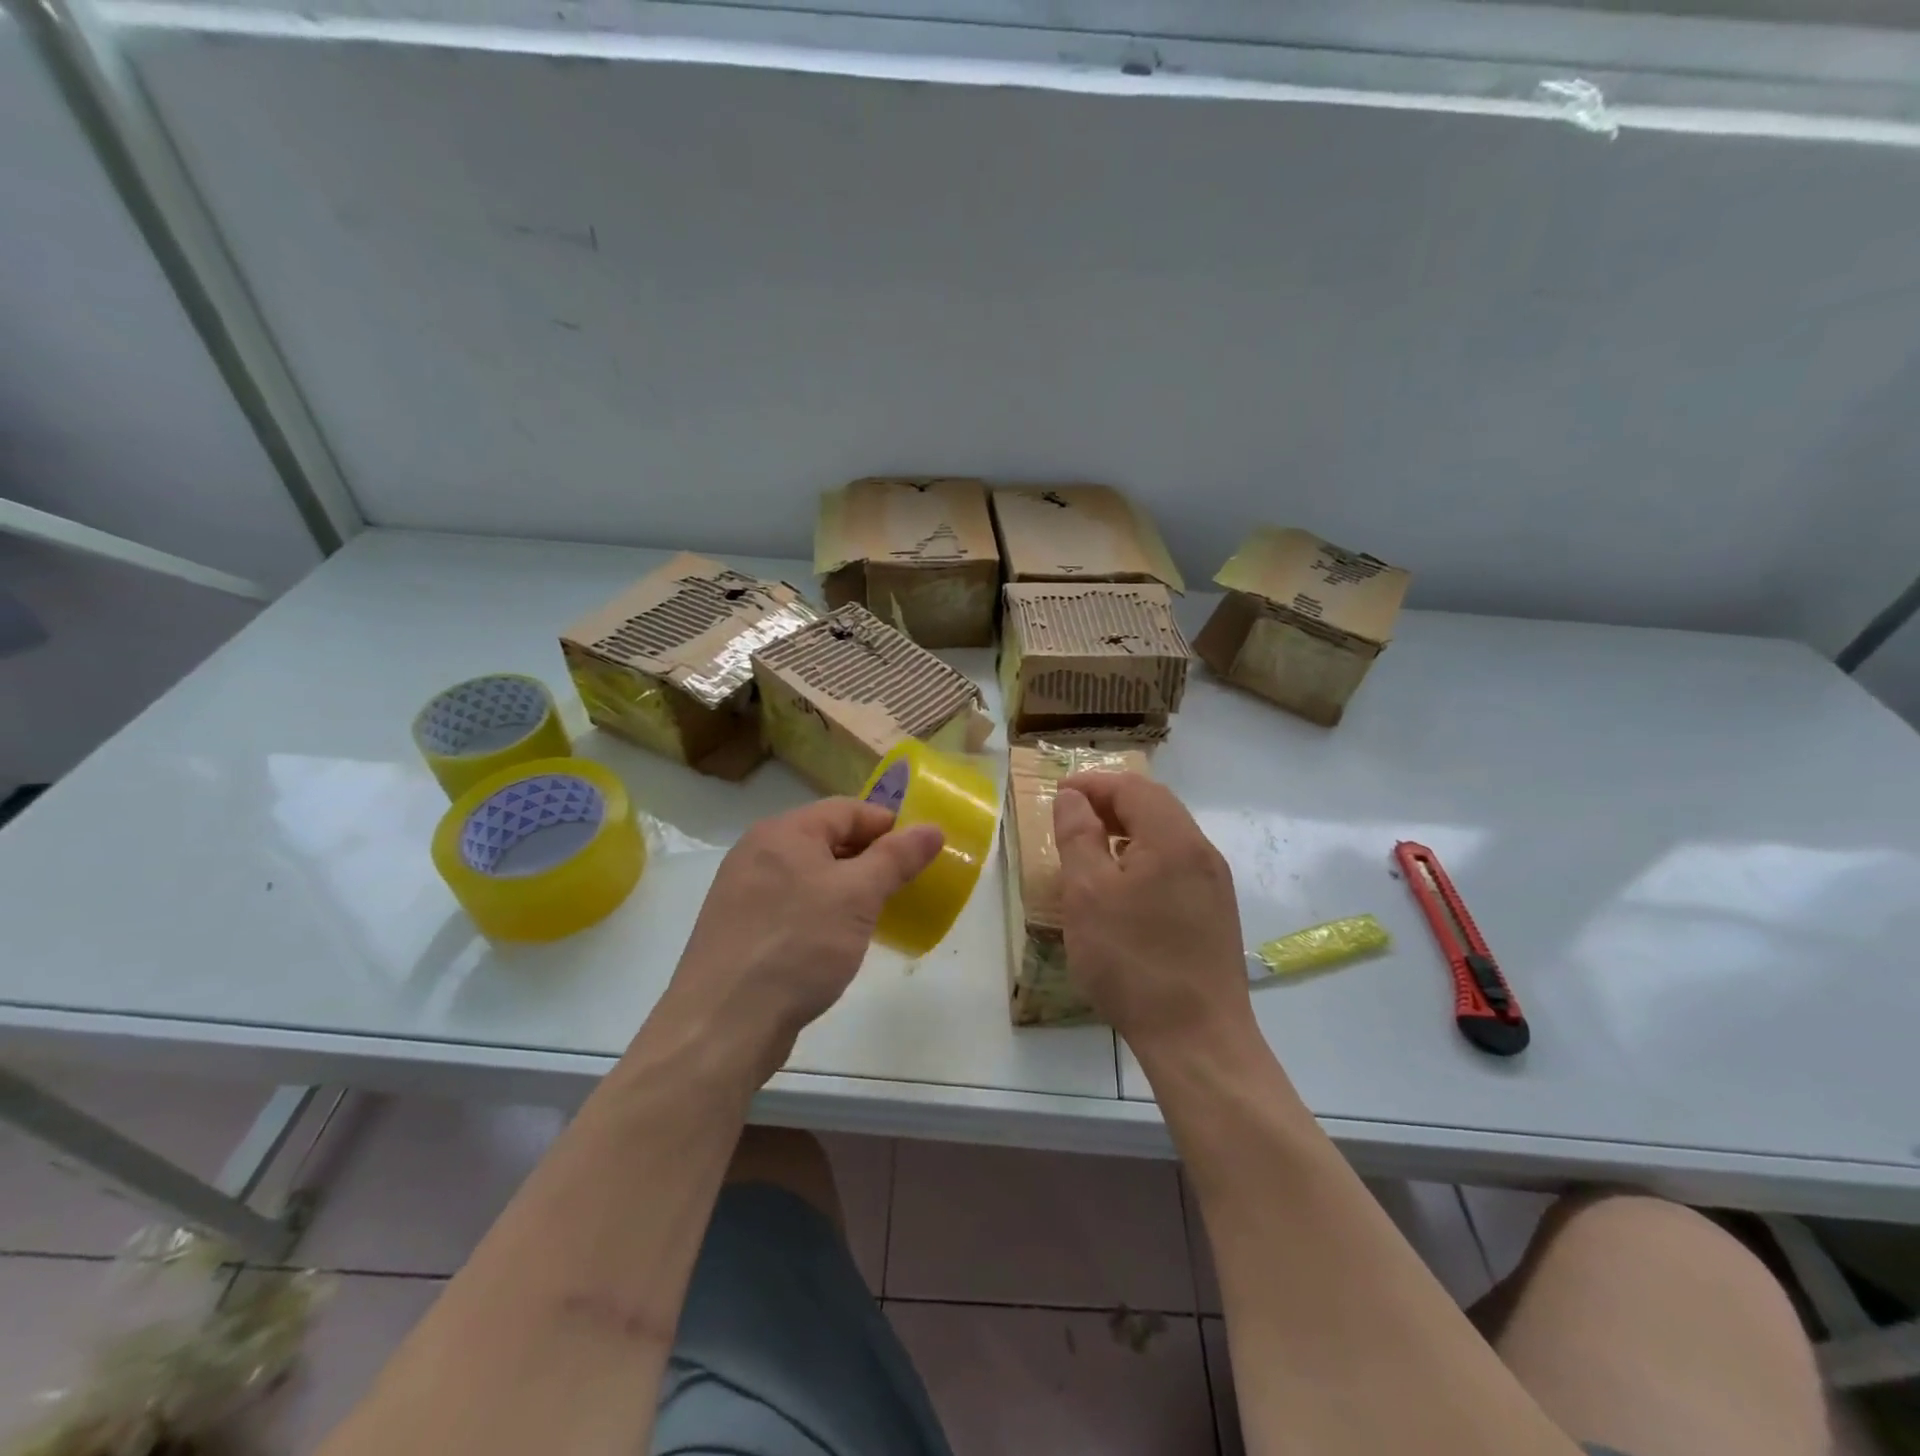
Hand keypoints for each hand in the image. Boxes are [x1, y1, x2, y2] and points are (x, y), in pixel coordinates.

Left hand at [645, 799, 942, 1085]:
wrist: (723, 1024)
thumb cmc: (797, 945)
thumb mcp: (858, 896)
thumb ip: (896, 858)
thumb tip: (932, 829)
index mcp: (783, 832)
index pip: (848, 810)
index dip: (889, 826)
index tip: (920, 854)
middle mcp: (758, 852)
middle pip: (827, 839)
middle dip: (869, 858)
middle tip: (904, 886)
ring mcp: (744, 892)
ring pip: (810, 875)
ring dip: (847, 888)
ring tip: (877, 914)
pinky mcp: (741, 930)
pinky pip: (792, 905)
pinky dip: (822, 913)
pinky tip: (837, 941)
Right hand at [1053, 773, 1254, 1057]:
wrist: (1198, 1039)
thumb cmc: (1132, 961)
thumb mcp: (1088, 895)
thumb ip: (1078, 837)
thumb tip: (1073, 798)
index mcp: (1173, 839)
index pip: (1132, 787)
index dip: (1093, 784)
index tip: (1058, 793)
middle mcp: (1202, 852)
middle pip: (1155, 806)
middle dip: (1111, 802)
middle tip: (1072, 817)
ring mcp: (1214, 884)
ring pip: (1167, 836)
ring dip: (1128, 830)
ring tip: (1092, 849)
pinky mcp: (1216, 913)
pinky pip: (1177, 864)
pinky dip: (1145, 857)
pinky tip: (1123, 887)